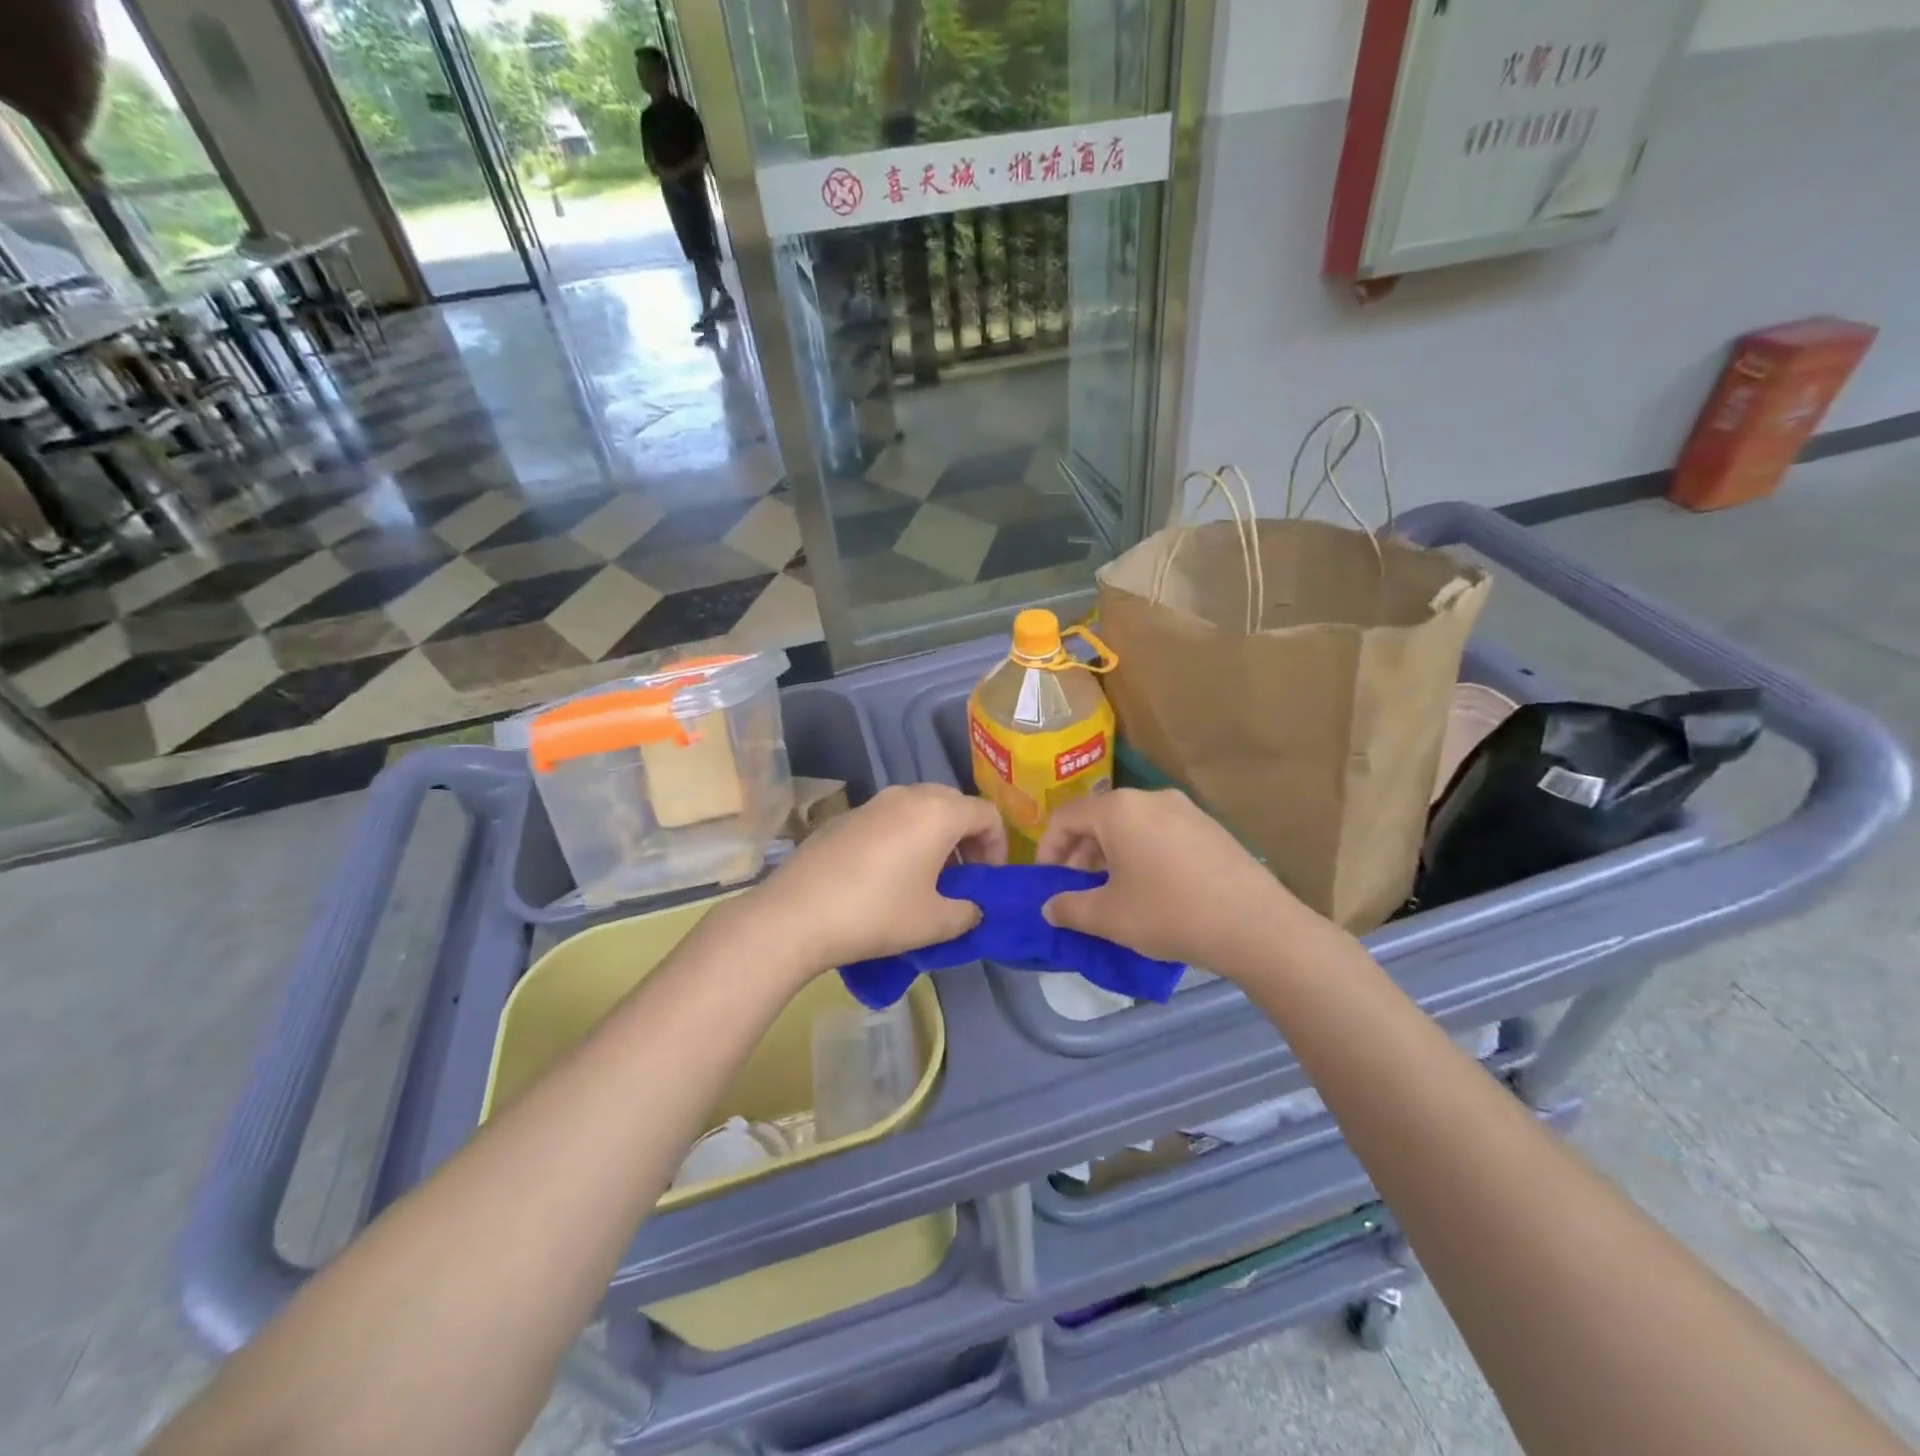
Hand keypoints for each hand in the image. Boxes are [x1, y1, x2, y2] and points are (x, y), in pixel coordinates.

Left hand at [747, 784, 1005, 972]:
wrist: (796, 913)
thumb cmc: (877, 913)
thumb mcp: (935, 922)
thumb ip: (968, 912)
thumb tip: (971, 908)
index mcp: (938, 812)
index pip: (986, 813)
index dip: (998, 846)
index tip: (989, 880)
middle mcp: (908, 795)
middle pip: (953, 804)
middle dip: (967, 838)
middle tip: (962, 877)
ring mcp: (872, 803)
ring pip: (919, 808)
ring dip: (934, 836)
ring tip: (926, 877)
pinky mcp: (845, 817)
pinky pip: (889, 818)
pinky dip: (903, 837)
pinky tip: (886, 876)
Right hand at [1036, 789, 1304, 970]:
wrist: (1255, 925)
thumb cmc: (1169, 913)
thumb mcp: (1109, 917)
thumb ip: (1069, 908)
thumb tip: (1049, 908)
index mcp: (1118, 809)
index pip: (1066, 817)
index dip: (1048, 849)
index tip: (1047, 882)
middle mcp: (1150, 798)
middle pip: (1099, 818)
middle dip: (1080, 853)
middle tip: (1077, 889)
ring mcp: (1185, 809)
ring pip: (1131, 825)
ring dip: (1111, 853)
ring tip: (1112, 891)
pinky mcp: (1210, 827)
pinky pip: (1160, 832)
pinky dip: (1142, 853)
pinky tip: (1151, 888)